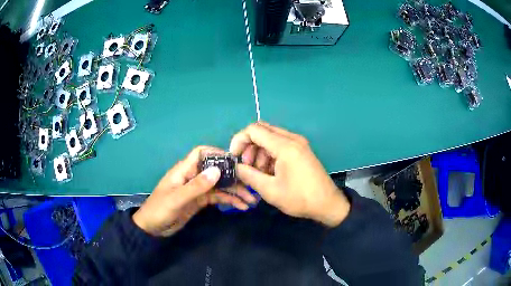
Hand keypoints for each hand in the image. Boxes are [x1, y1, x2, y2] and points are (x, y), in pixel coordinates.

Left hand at [133, 146, 256, 236]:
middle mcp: (193, 176)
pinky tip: (241, 206)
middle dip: (233, 177)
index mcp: (184, 170)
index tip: (236, 162)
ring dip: (235, 191)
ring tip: (250, 201)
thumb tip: (217, 170)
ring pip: (219, 185)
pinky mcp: (200, 201)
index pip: (202, 153)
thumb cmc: (160, 209)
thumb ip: (196, 186)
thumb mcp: (177, 199)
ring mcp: (197, 189)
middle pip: (216, 171)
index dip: (217, 154)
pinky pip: (218, 198)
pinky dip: (229, 200)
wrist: (153, 228)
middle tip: (251, 186)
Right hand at [230, 122, 349, 226]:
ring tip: (259, 173)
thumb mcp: (270, 190)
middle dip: (249, 147)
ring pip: (270, 138)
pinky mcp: (301, 150)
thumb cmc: (299, 198)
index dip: (239, 140)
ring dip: (259, 152)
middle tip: (247, 167)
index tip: (235, 157)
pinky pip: (280, 145)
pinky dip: (270, 155)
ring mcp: (298, 143)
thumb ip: (249, 175)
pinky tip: (270, 172)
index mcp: (285, 146)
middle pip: (262, 131)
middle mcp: (292, 139)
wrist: (327, 204)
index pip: (254, 130)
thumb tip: (235, 167)